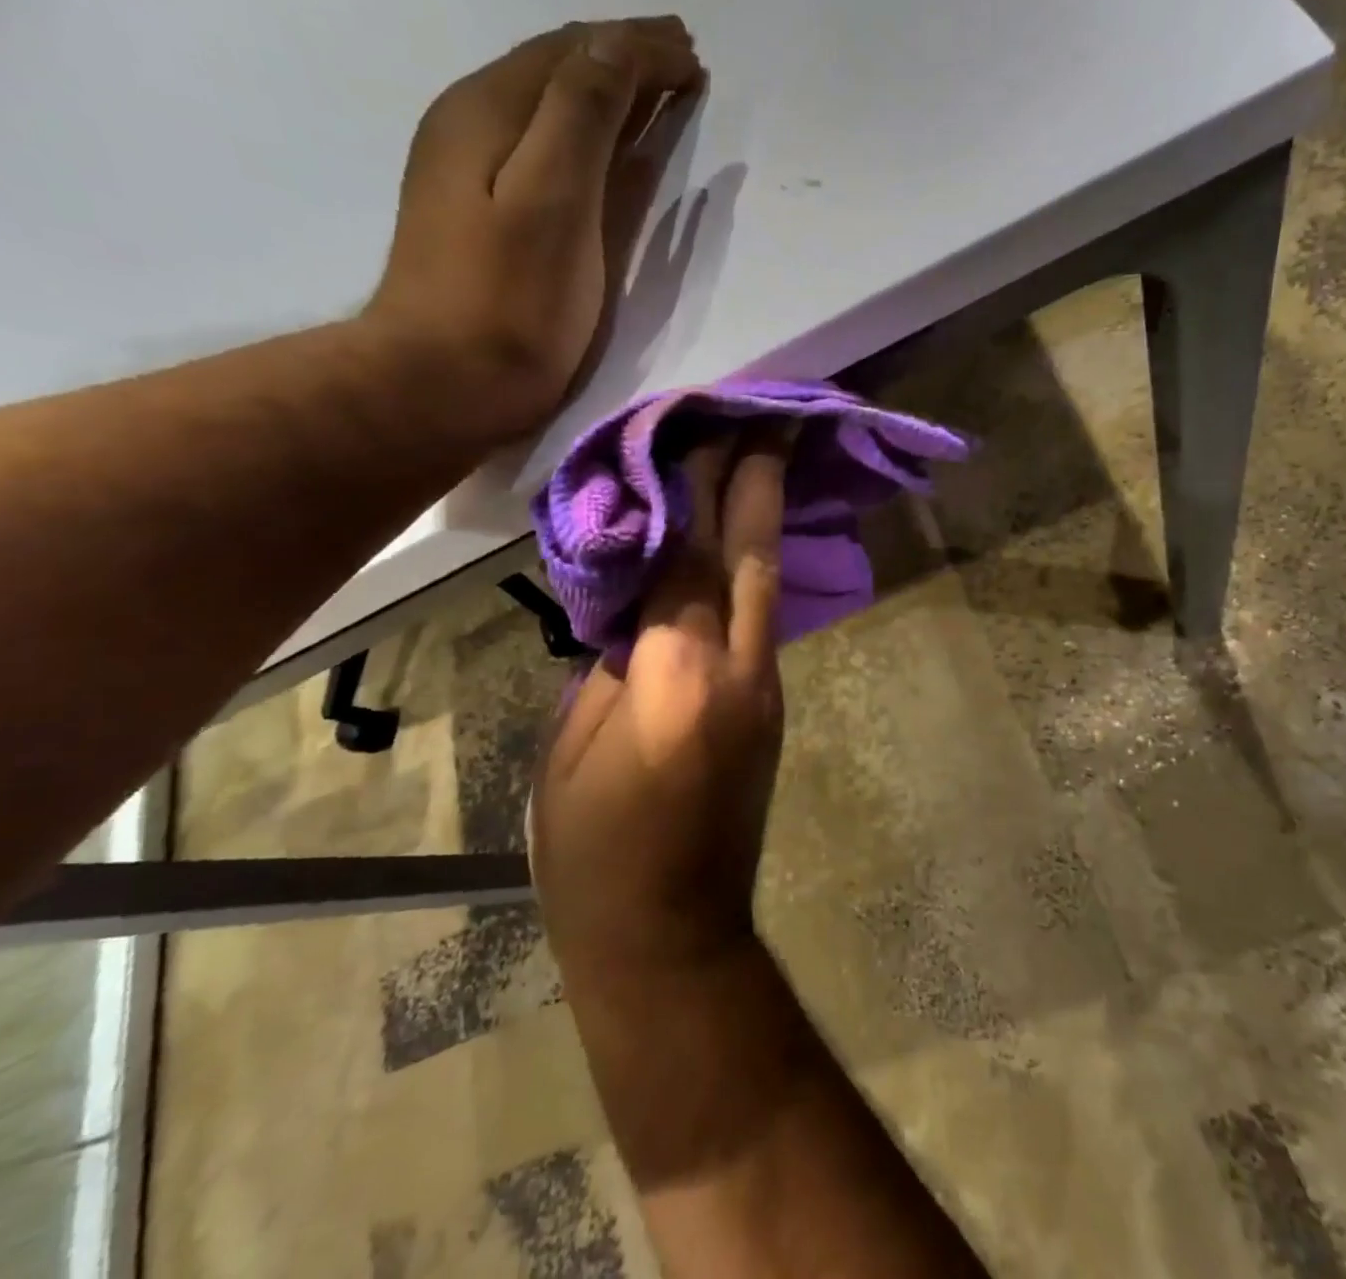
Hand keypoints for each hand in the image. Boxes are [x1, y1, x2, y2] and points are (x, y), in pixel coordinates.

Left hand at [365, 17, 701, 447]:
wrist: (443, 383)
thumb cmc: (509, 301)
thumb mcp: (553, 199)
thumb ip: (582, 115)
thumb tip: (617, 44)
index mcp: (490, 110)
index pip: (574, 53)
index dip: (637, 46)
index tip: (695, 56)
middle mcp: (475, 124)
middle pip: (558, 72)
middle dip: (624, 60)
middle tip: (685, 63)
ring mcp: (474, 171)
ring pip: (551, 110)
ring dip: (608, 95)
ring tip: (659, 93)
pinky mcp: (485, 216)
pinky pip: (546, 152)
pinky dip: (589, 139)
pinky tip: (611, 150)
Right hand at [530, 430, 789, 975]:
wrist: (672, 931)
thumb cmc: (595, 852)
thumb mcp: (573, 748)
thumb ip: (612, 662)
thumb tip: (640, 605)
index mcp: (677, 676)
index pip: (687, 557)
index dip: (696, 488)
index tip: (708, 424)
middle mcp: (737, 670)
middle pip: (748, 556)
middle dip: (759, 480)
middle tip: (770, 415)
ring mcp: (766, 688)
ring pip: (765, 583)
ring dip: (765, 517)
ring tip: (767, 457)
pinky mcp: (772, 706)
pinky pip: (763, 619)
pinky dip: (756, 569)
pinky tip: (748, 539)